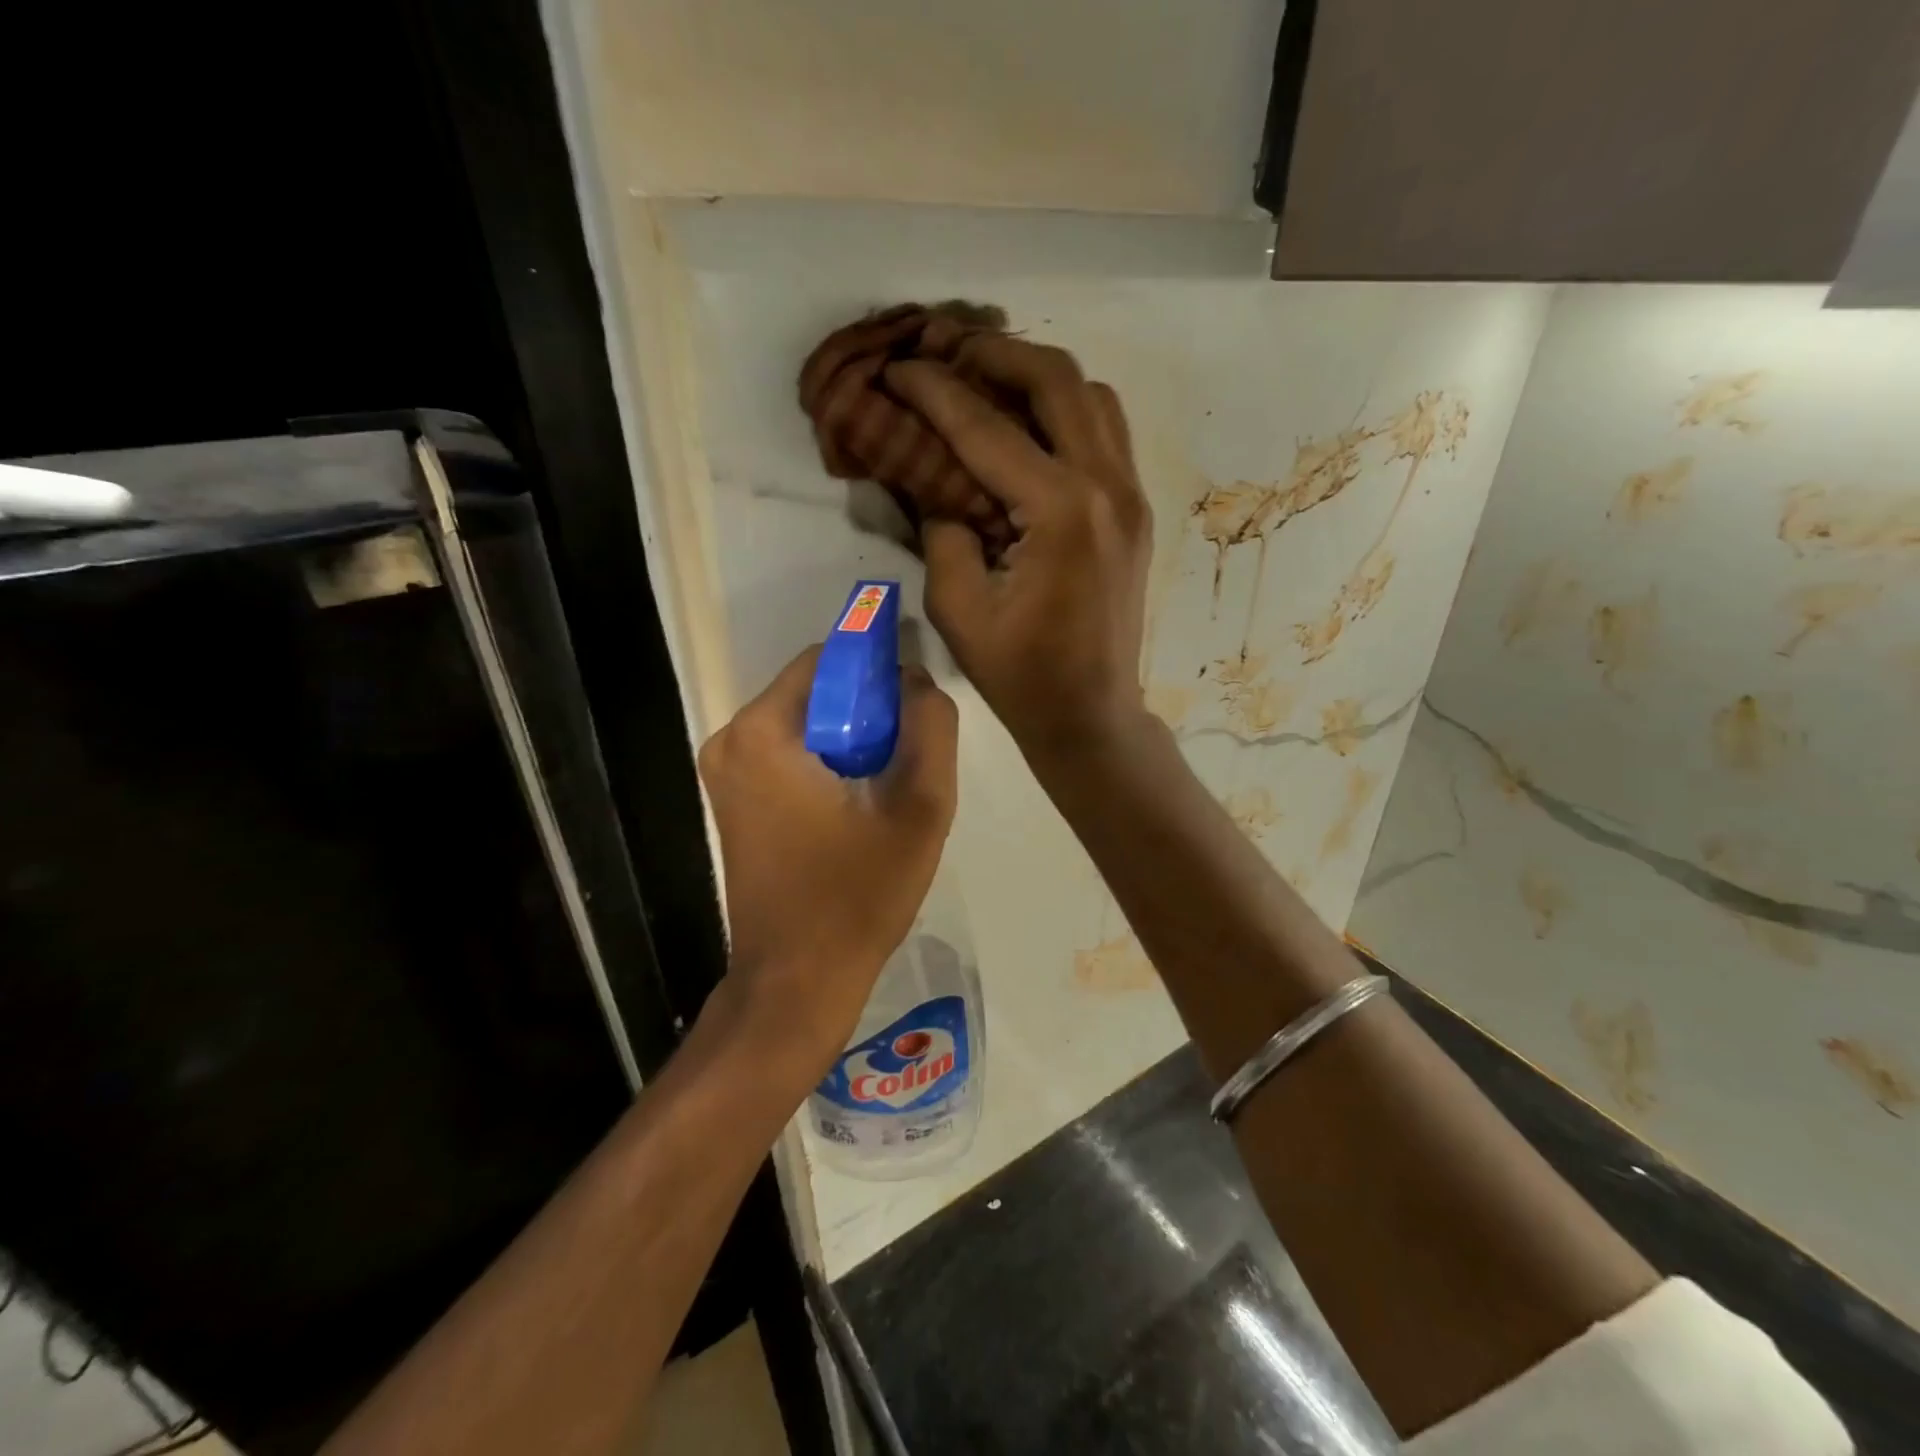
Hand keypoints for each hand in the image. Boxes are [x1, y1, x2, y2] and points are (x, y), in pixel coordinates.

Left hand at [697, 646, 958, 1059]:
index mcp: (763, 731)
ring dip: (850, 740)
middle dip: (867, 712)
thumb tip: (917, 681)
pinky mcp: (731, 800)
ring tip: (885, 790)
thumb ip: (930, 727)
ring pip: (804, 723)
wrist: (797, 981)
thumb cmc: (857, 896)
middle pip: (815, 691)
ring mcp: (724, 773)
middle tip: (906, 760)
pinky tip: (856, 807)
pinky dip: (826, 763)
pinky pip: (788, 754)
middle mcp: (730, 740)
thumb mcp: (920, 807)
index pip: (829, 659)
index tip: (914, 710)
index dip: (879, 673)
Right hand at [886, 335, 1151, 758]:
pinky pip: (1106, 433)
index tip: (897, 369)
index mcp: (1061, 512)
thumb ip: (942, 530)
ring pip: (1092, 397)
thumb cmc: (1020, 674)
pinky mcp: (1136, 510)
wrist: (1090, 714)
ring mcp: (1131, 496)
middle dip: (995, 355)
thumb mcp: (959, 608)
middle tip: (946, 354)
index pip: (986, 427)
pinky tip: (1029, 429)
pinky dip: (1066, 412)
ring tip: (988, 383)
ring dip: (1038, 377)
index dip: (934, 392)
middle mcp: (1107, 487)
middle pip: (1057, 379)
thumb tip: (931, 480)